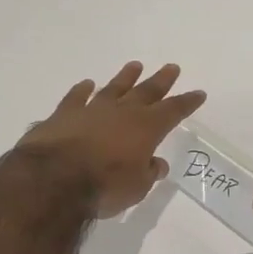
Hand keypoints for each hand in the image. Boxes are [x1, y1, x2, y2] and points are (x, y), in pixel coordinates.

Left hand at [17, 62, 206, 217]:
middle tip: (171, 67)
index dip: (187, 102)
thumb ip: (147, 172)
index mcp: (146, 128)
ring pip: (113, 88)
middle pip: (146, 92)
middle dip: (160, 80)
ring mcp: (92, 110)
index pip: (173, 111)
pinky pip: (76, 97)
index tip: (198, 93)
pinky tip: (87, 84)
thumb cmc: (104, 186)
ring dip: (125, 78)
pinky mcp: (64, 114)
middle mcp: (122, 112)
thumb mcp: (136, 187)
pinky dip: (82, 90)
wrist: (54, 178)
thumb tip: (155, 164)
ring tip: (135, 66)